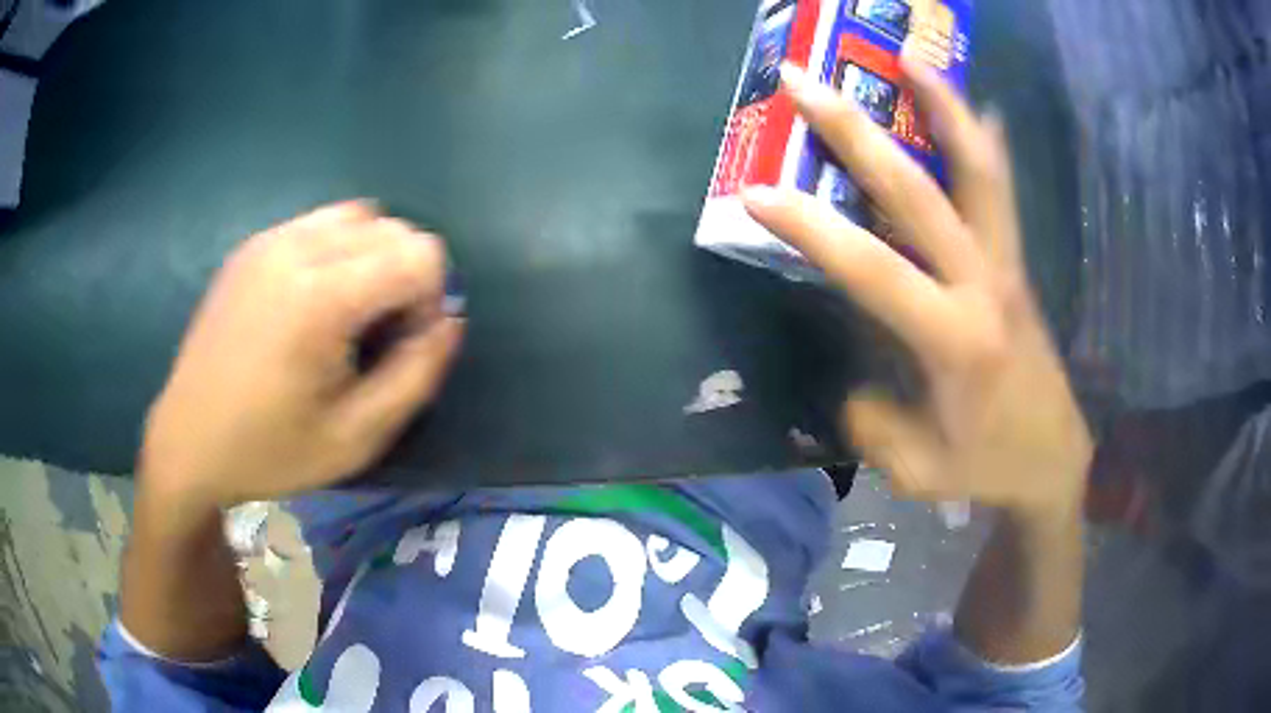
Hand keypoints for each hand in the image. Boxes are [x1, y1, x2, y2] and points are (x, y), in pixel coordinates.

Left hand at [141, 202, 463, 509]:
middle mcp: (297, 248)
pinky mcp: (252, 246)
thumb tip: (450, 320)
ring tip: (346, 314)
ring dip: (373, 259)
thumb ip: (417, 374)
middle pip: (393, 229)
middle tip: (376, 336)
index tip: (401, 346)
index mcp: (322, 297)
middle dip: (406, 277)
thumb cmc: (271, 450)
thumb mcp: (357, 437)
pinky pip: (318, 224)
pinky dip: (337, 252)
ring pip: (359, 217)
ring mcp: (269, 240)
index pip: (420, 254)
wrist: (189, 441)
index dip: (430, 299)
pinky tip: (311, 302)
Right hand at [744, 60, 1090, 514]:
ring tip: (908, 56)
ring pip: (979, 170)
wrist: (1055, 458)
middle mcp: (983, 285)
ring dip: (943, 106)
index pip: (872, 269)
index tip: (755, 193)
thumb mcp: (916, 468)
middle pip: (919, 191)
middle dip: (856, 132)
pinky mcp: (1016, 262)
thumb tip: (856, 374)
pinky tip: (974, 105)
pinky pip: (1001, 189)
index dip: (811, 229)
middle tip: (806, 82)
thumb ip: (873, 417)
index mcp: (954, 341)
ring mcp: (1006, 265)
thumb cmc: (987, 467)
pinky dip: (984, 142)